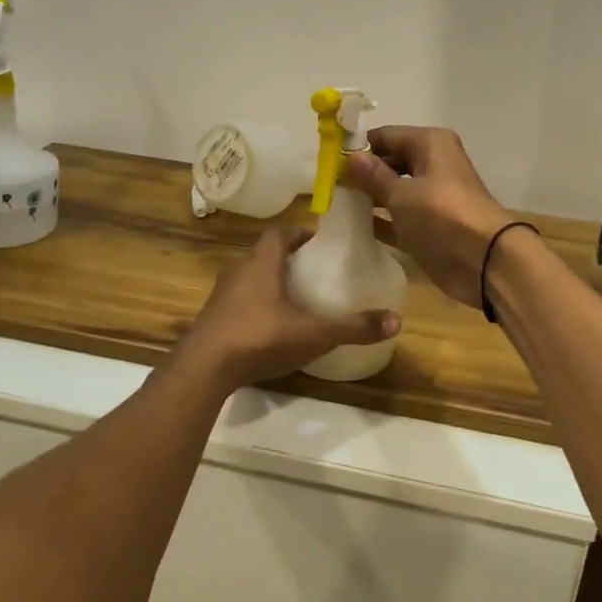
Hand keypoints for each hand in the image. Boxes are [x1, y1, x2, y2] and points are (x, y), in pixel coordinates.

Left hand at [179, 226, 400, 391]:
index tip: (320, 244)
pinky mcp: (211, 320)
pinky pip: (238, 303)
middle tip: (315, 273)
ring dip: (270, 284)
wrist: (204, 368)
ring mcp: (221, 296)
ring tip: (296, 301)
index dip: (300, 234)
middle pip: (264, 255)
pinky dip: (256, 308)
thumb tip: (397, 320)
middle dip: (289, 260)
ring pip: (249, 279)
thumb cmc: (261, 336)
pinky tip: (271, 329)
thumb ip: (354, 327)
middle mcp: (238, 271)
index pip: (279, 233)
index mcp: (262, 263)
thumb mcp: (314, 333)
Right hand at [344, 127, 515, 307]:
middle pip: (390, 162)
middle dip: (362, 172)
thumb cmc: (442, 215)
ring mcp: (431, 197)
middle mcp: (432, 165)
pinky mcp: (429, 227)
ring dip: (368, 197)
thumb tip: (350, 156)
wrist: (485, 261)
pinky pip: (397, 217)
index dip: (358, 147)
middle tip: (327, 184)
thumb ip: (373, 176)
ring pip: (393, 190)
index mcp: (430, 144)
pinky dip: (380, 220)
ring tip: (334, 204)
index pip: (386, 136)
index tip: (327, 160)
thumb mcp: (402, 193)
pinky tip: (352, 226)